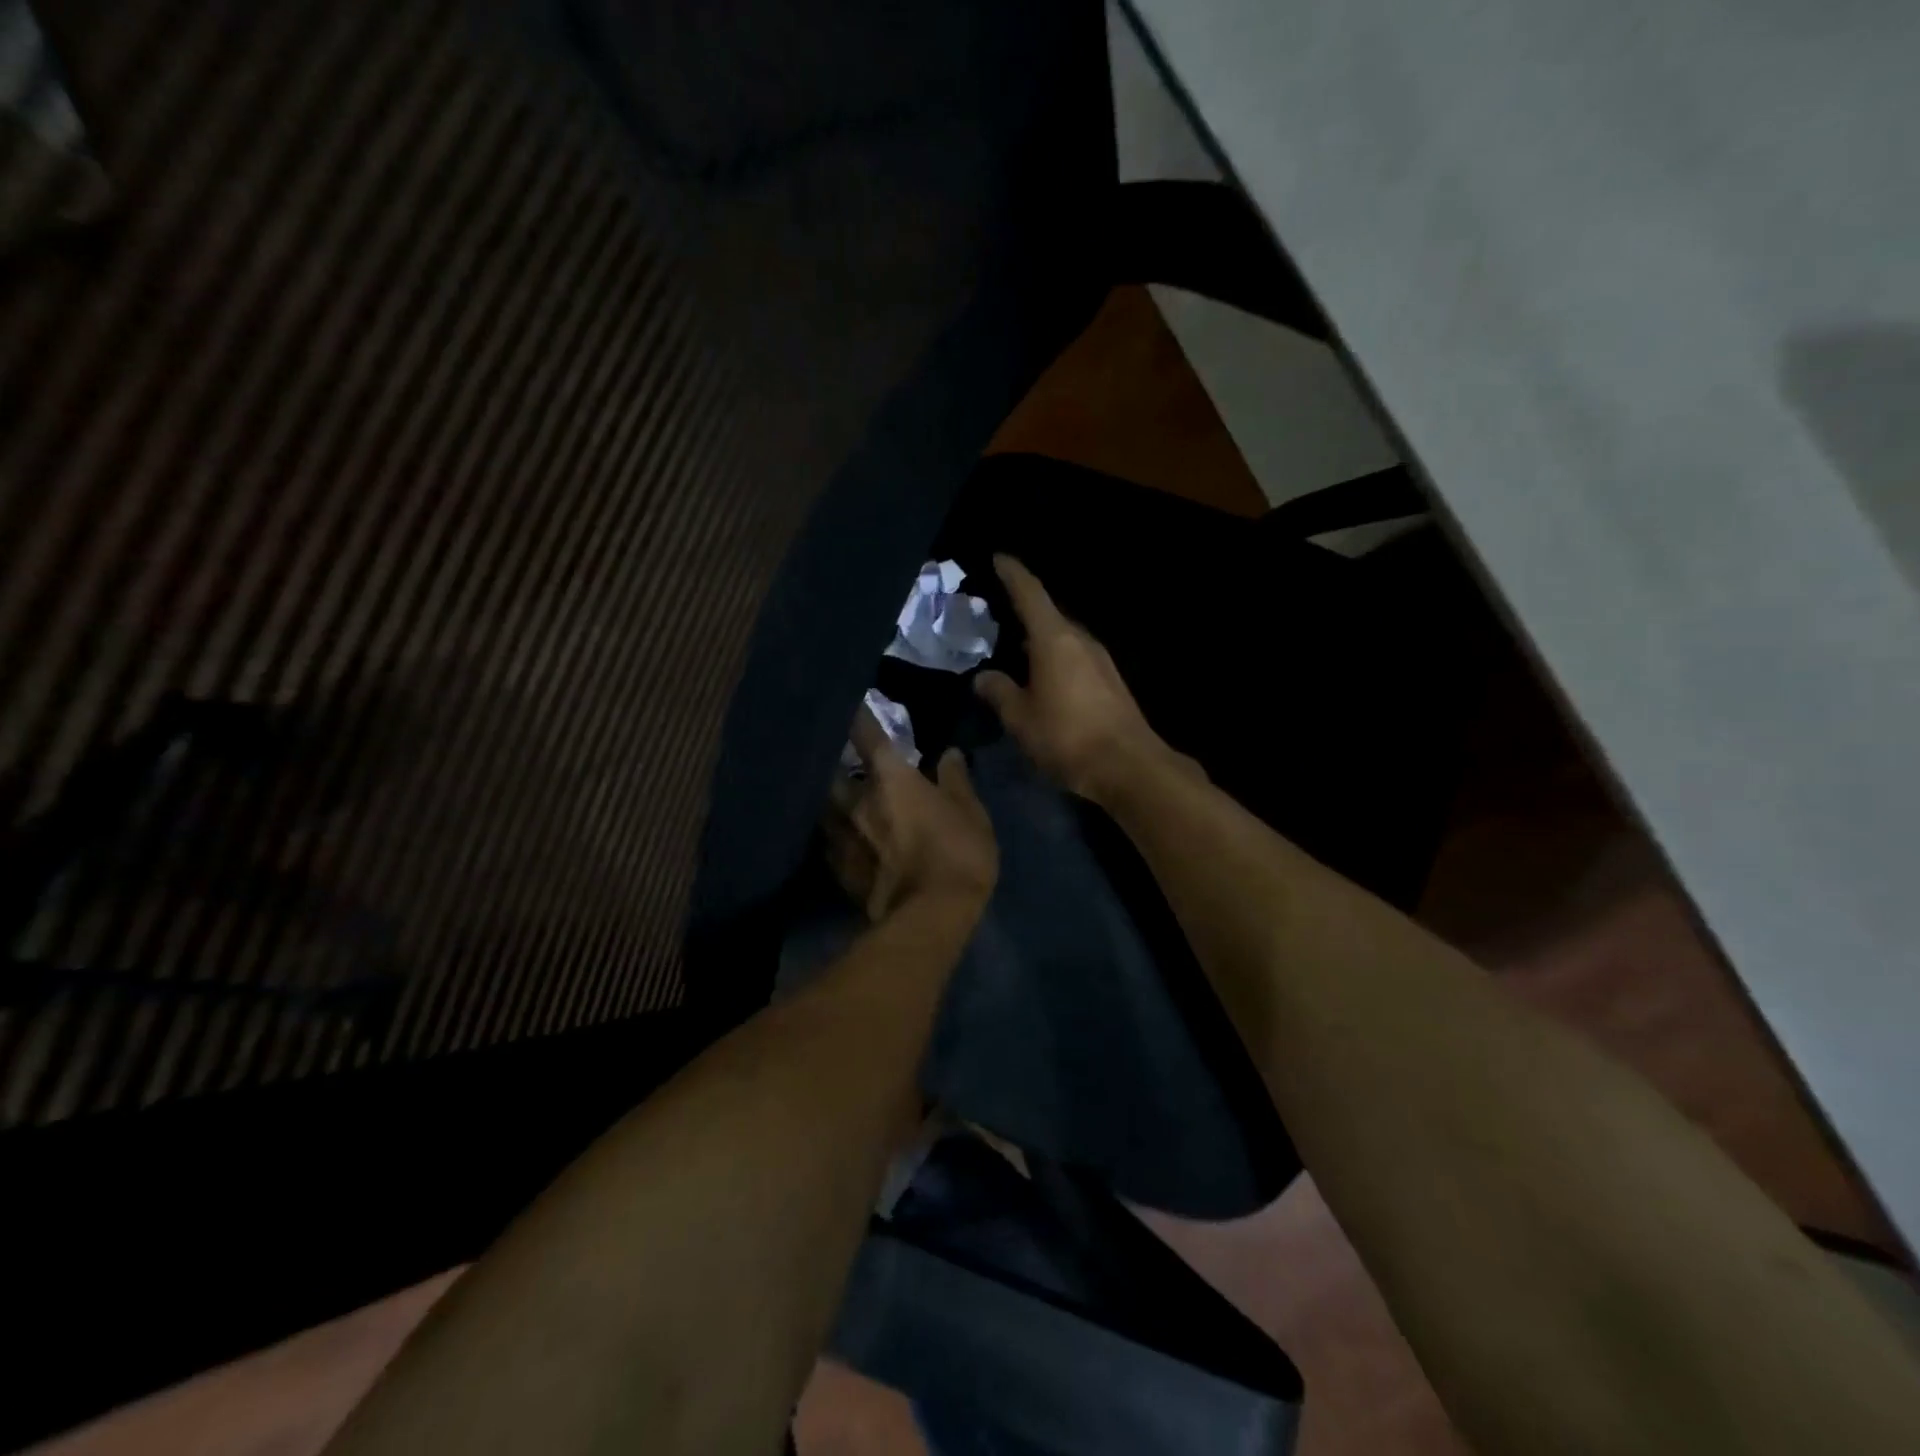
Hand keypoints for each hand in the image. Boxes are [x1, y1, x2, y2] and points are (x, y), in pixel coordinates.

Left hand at [825, 706, 998, 921]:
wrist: (930, 916)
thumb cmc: (957, 853)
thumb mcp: (971, 812)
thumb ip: (955, 779)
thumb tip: (948, 753)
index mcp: (891, 778)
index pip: (867, 735)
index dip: (858, 717)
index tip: (852, 704)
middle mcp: (857, 800)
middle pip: (833, 771)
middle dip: (834, 763)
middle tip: (841, 761)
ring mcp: (842, 836)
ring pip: (825, 808)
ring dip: (830, 801)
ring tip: (838, 801)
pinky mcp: (838, 870)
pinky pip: (829, 843)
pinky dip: (834, 836)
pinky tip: (841, 840)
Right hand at [974, 555, 1178, 803]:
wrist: (1128, 766)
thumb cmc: (1067, 736)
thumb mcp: (1021, 718)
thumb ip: (999, 693)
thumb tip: (984, 677)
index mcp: (1054, 639)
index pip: (1030, 593)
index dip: (1012, 574)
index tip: (998, 559)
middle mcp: (1080, 641)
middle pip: (1048, 615)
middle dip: (1022, 611)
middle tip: (995, 615)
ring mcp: (1099, 660)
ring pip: (1062, 638)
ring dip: (1038, 639)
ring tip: (1013, 648)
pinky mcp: (1110, 681)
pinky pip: (1074, 657)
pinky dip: (1053, 658)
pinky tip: (1040, 677)